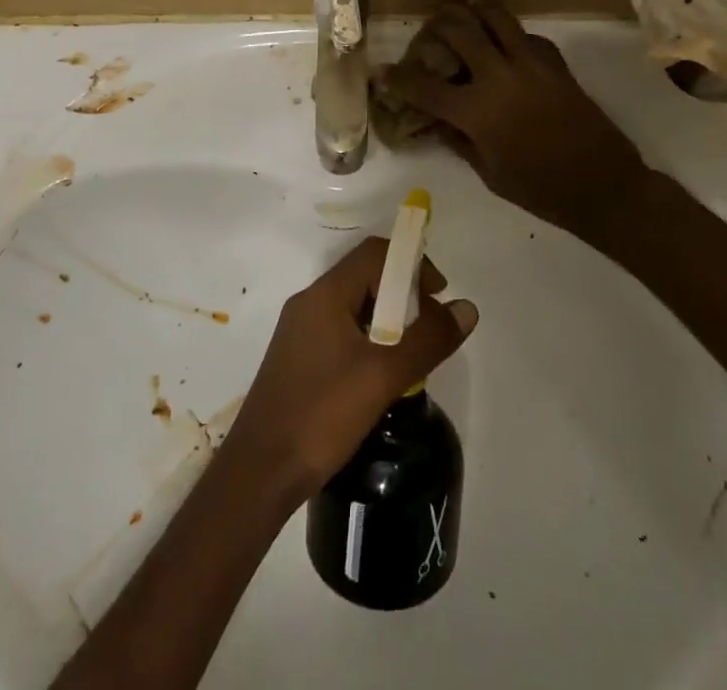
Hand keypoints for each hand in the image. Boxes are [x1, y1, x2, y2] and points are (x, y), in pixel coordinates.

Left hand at [226, 237, 477, 500]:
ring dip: (388, 319)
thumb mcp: (383, 376)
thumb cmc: (321, 415)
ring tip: (414, 352)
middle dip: (404, 293)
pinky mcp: (299, 359)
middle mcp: (310, 303)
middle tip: (432, 327)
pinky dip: (370, 338)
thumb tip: (467, 308)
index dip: (412, 265)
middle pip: (364, 276)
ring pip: (354, 306)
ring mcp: (301, 331)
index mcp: (325, 295)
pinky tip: (383, 375)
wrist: (259, 473)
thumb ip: (427, 339)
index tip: (440, 295)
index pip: (374, 254)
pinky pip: (341, 331)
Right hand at [387, 0, 653, 242]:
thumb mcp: (490, 174)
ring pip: (497, 18)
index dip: (399, 78)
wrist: (603, 186)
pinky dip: (512, 32)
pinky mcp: (557, 65)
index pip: (425, 87)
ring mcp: (531, 65)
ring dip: (475, 9)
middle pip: (459, 32)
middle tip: (429, 27)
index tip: (383, 70)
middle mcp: (499, 77)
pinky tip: (507, 39)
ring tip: (464, 6)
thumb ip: (460, 142)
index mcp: (477, 112)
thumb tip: (437, 122)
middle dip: (437, 25)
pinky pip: (529, 36)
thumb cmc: (540, 190)